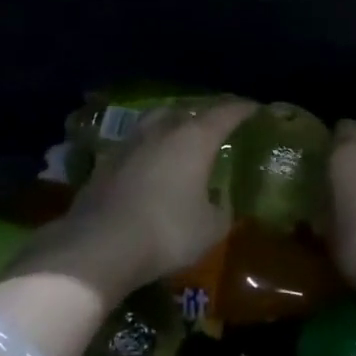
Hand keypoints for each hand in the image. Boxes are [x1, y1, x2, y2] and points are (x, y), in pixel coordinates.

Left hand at [14, 99, 257, 305]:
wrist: (100, 246)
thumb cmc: (166, 232)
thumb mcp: (210, 228)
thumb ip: (221, 209)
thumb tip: (221, 201)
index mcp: (195, 138)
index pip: (226, 113)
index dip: (243, 109)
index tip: (255, 109)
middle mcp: (163, 130)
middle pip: (188, 110)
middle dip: (206, 115)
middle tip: (219, 124)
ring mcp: (130, 142)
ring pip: (157, 121)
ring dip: (173, 125)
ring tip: (182, 136)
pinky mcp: (106, 160)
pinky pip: (137, 143)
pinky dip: (150, 147)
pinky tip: (151, 162)